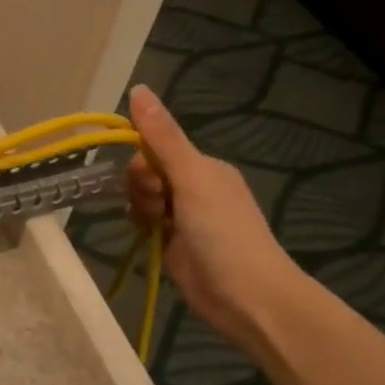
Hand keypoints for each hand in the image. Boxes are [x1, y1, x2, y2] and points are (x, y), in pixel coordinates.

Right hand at [124, 84, 309, 352]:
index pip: (154, 147)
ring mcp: (184, 218)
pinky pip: (146, 223)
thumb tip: (138, 88)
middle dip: (141, 188)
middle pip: (146, 173)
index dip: (142, 163)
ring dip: (140, 209)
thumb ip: (163, 137)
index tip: (151, 183)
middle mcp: (194, 187)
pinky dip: (142, 227)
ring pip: (142, 198)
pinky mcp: (174, 244)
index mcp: (203, 167)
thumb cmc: (223, 232)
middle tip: (157, 209)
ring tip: (154, 228)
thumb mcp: (192, 178)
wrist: (246, 296)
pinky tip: (147, 237)